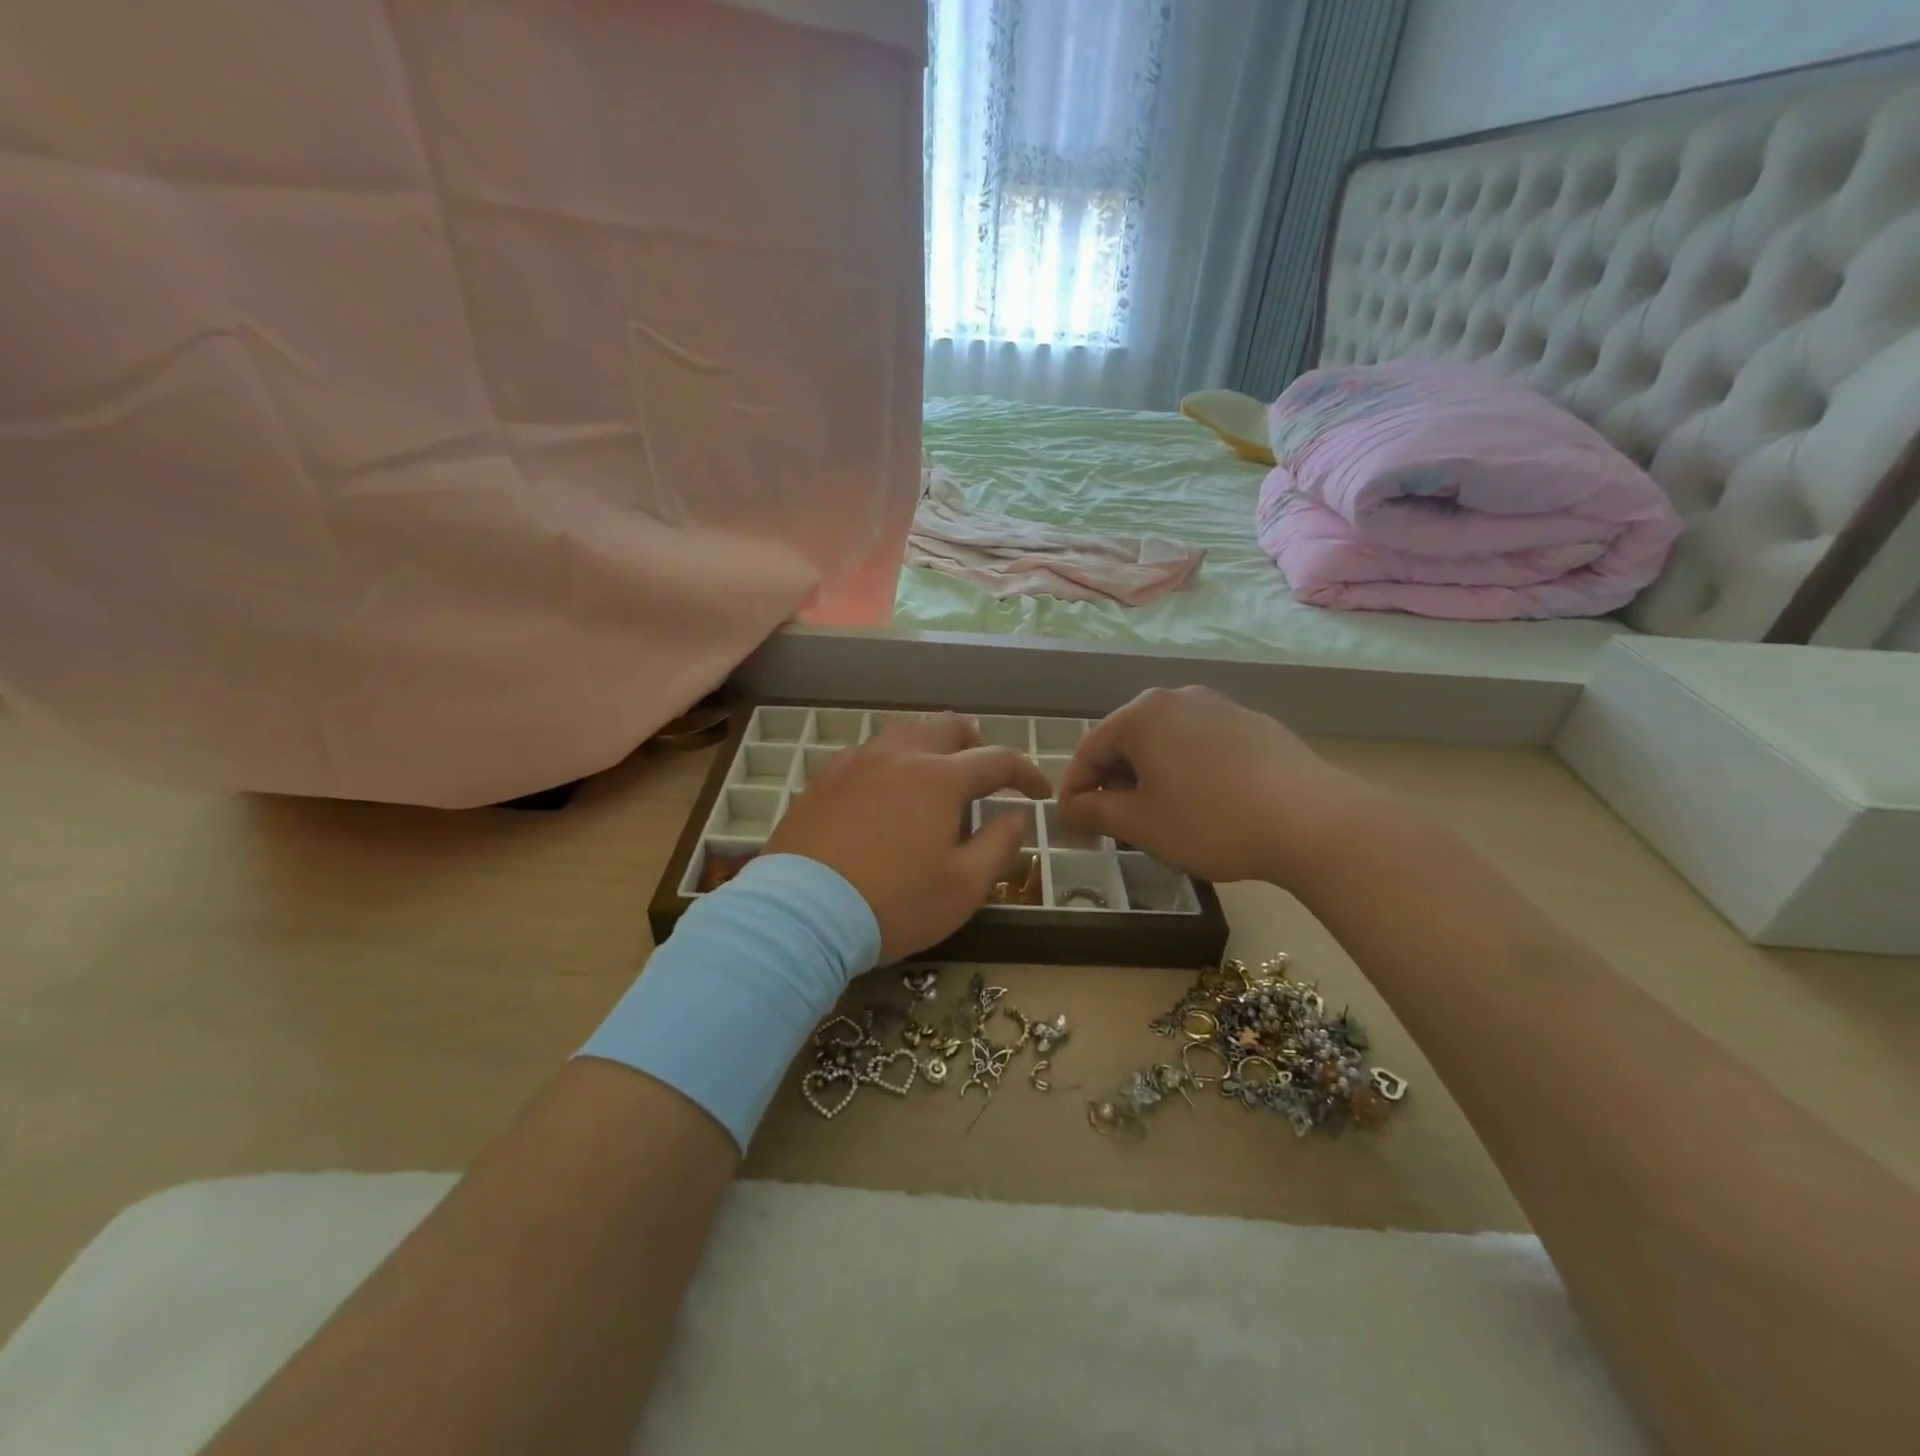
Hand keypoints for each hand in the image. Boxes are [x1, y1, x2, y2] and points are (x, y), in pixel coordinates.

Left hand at [766, 713, 1050, 962]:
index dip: (1026, 773)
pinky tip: (884, 785)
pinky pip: (866, 752)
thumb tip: (1016, 815)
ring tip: (936, 769)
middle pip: (947, 727)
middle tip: (985, 769)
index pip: (997, 760)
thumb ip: (999, 845)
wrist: (802, 913)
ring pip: (903, 731)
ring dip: (930, 742)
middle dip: (976, 742)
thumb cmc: (894, 903)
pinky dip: (889, 759)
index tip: (1038, 793)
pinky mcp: (823, 779)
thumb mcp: (964, 887)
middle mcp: (899, 755)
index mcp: (940, 778)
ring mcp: (855, 762)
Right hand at [1057, 687, 1369, 885]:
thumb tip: (1067, 809)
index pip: (1090, 749)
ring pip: (1166, 740)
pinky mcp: (1253, 723)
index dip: (1075, 788)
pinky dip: (1187, 769)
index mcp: (1142, 714)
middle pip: (1128, 739)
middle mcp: (1177, 698)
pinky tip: (1203, 802)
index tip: (1072, 822)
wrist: (1312, 820)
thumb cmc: (1210, 821)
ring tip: (1158, 814)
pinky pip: (1201, 744)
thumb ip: (1094, 812)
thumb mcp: (1141, 824)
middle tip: (1114, 821)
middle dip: (1113, 780)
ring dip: (1150, 774)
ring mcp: (1220, 706)